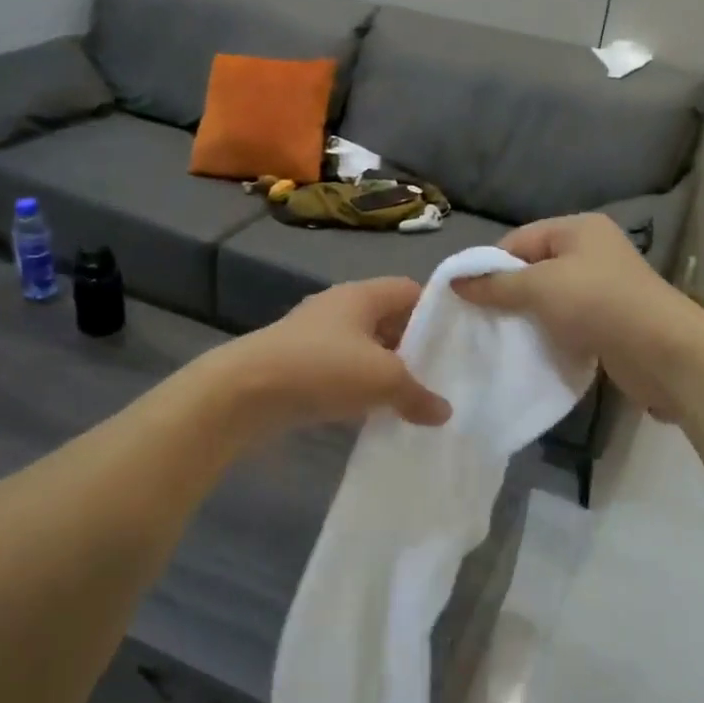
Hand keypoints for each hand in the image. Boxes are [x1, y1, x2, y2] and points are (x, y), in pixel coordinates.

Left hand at [206, 277, 451, 437]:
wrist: (244, 393)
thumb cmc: (322, 368)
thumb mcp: (382, 379)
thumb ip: (418, 394)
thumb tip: (444, 411)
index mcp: (361, 295)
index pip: (410, 290)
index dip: (436, 310)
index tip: (458, 339)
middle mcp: (339, 308)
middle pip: (388, 319)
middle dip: (414, 345)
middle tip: (442, 373)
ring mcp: (315, 336)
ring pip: (364, 348)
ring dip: (386, 370)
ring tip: (414, 397)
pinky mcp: (298, 365)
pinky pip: (341, 371)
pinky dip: (360, 387)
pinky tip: (374, 412)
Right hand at [454, 214, 703, 419]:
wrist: (663, 352)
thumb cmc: (597, 304)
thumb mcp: (539, 287)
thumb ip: (496, 284)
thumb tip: (456, 282)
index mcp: (578, 228)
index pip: (519, 240)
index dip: (490, 265)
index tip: (467, 296)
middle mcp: (592, 251)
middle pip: (534, 267)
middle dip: (507, 291)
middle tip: (479, 318)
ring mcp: (603, 286)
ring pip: (550, 296)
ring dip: (527, 315)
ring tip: (501, 335)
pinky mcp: (609, 318)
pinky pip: (567, 319)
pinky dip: (549, 331)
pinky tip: (532, 348)